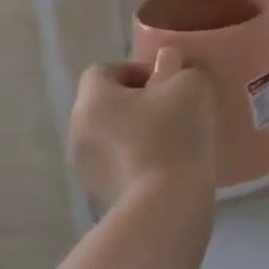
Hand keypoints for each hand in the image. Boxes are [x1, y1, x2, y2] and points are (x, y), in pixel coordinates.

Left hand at [69, 48, 217, 208]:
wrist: (166, 204)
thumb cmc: (173, 134)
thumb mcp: (189, 85)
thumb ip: (178, 66)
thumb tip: (168, 64)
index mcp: (93, 99)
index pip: (102, 70)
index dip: (135, 70)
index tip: (165, 82)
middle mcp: (78, 130)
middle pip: (105, 103)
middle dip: (137, 101)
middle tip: (172, 108)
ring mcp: (86, 166)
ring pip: (110, 135)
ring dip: (135, 131)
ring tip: (171, 140)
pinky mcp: (100, 194)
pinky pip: (117, 163)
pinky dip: (136, 159)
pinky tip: (166, 166)